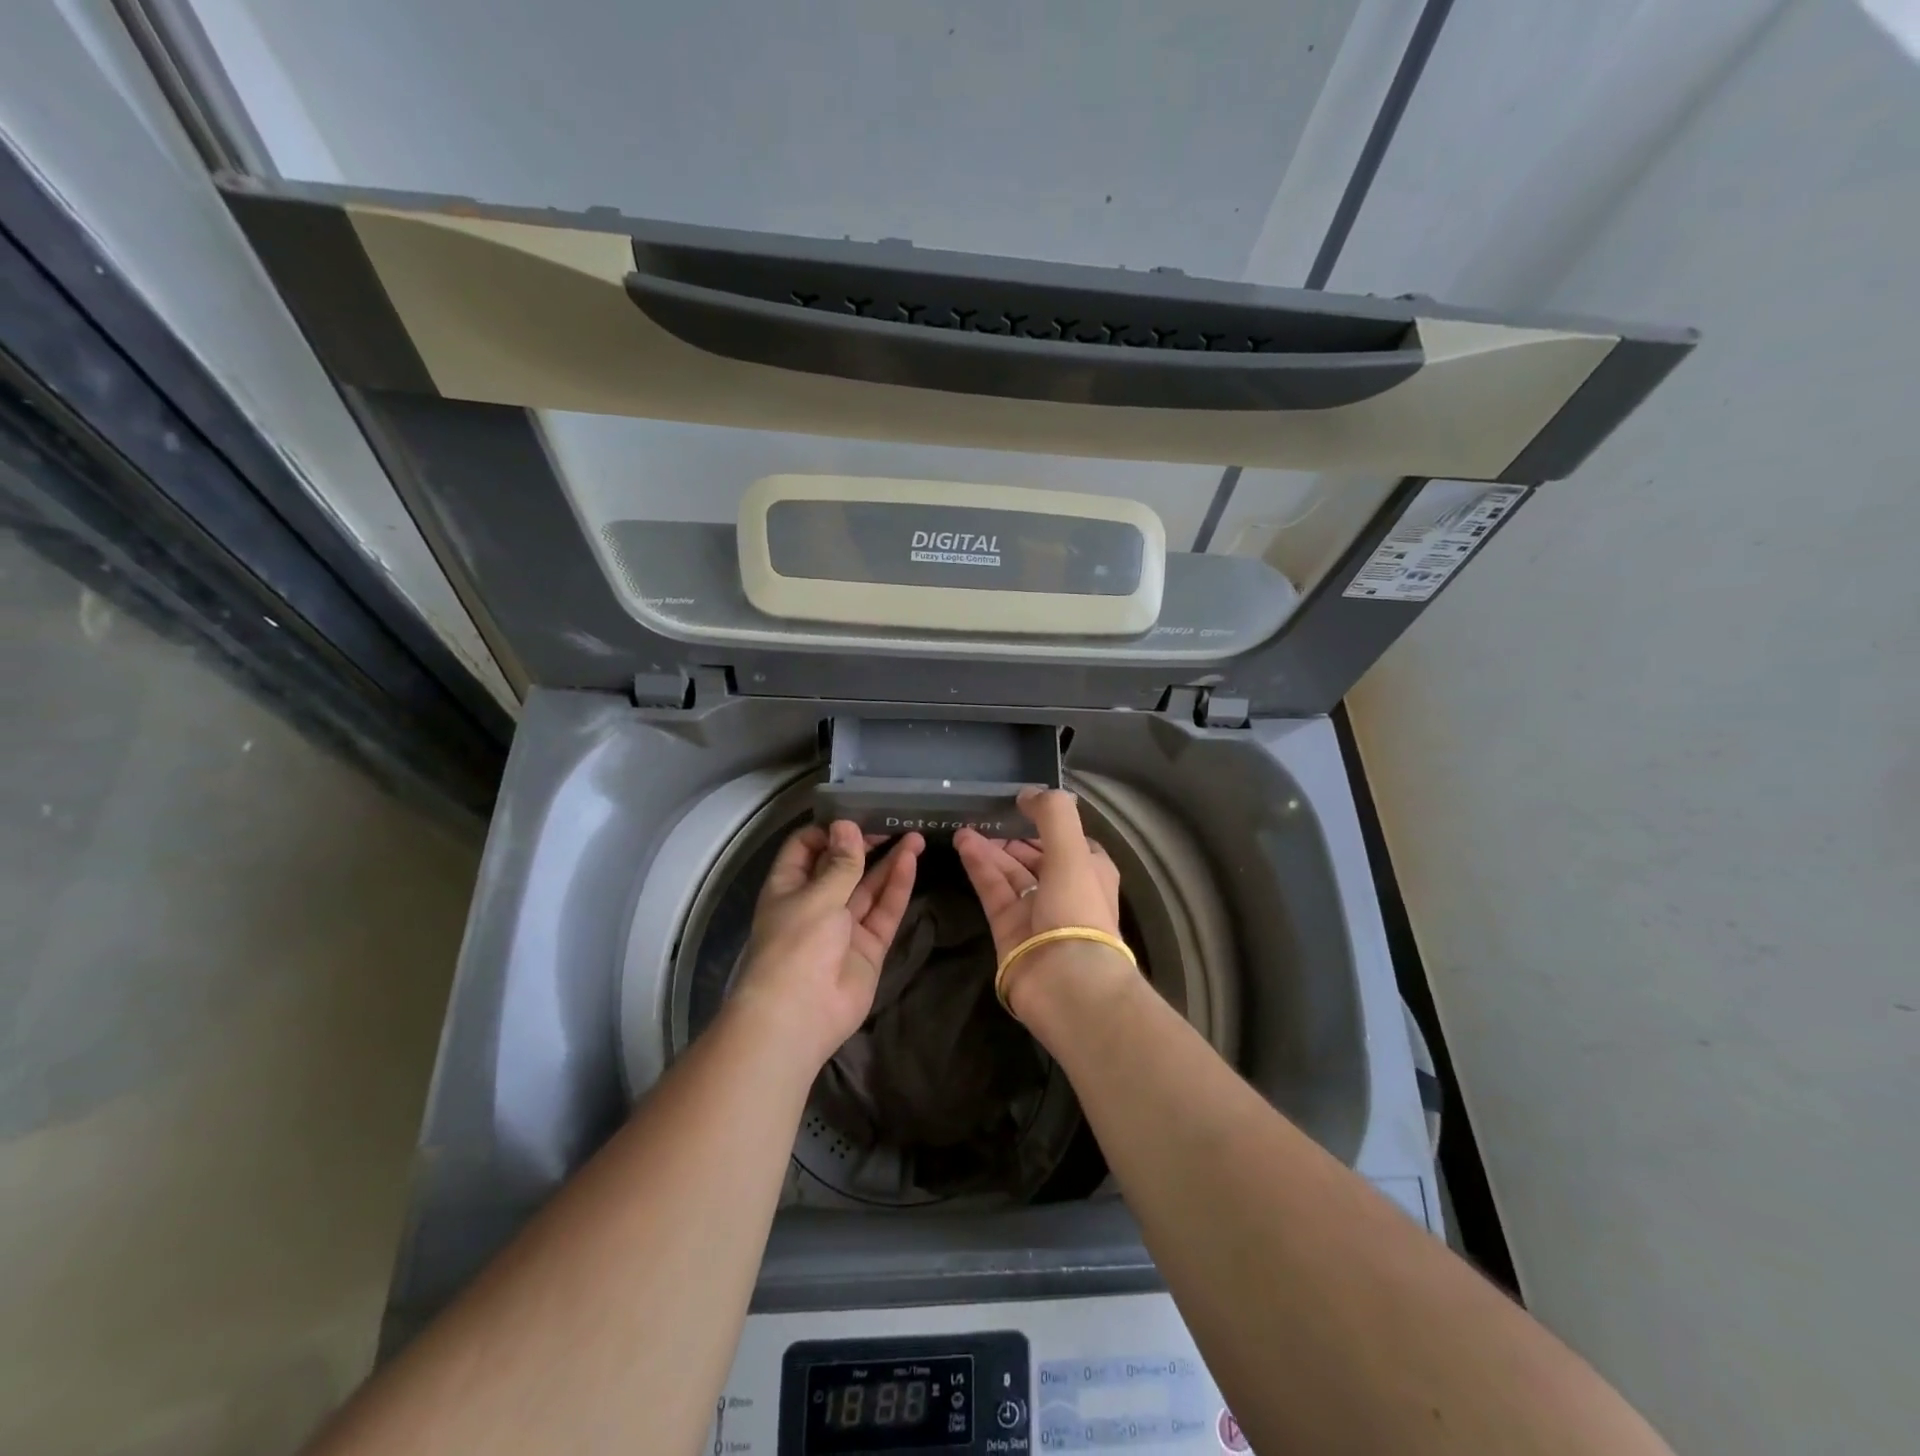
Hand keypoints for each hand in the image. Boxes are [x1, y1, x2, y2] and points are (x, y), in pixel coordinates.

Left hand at [733, 820, 923, 1067]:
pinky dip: (897, 887)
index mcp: (789, 887)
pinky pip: (884, 912)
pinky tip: (911, 861)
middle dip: (865, 845)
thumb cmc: (796, 946)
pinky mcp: (869, 947)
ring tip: (914, 836)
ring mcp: (844, 927)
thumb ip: (840, 863)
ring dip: (888, 862)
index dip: (829, 831)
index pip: (806, 848)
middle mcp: (815, 903)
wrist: (799, 1016)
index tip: (856, 816)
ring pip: (868, 888)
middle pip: (842, 867)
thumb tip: (847, 826)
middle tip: (892, 823)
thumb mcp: (817, 896)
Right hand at [954, 788, 1127, 1011]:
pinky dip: (979, 867)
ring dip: (990, 849)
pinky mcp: (1009, 930)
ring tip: (962, 826)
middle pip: (1034, 856)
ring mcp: (1036, 912)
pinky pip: (993, 891)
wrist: (1066, 982)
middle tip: (983, 815)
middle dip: (1011, 836)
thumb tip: (1028, 793)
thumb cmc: (1077, 910)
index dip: (1045, 823)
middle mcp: (1065, 891)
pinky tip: (963, 844)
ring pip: (1010, 873)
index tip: (1019, 806)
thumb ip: (1052, 814)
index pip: (1067, 840)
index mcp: (1090, 871)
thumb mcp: (1072, 851)